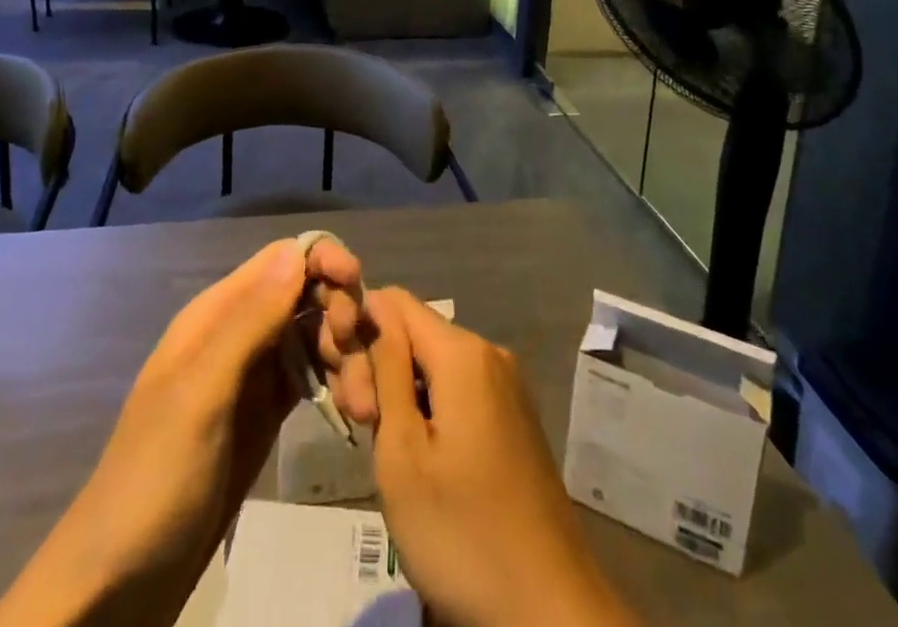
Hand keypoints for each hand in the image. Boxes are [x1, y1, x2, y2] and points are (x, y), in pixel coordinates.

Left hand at [0, 237, 365, 626]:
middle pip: (305, 294)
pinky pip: (312, 377)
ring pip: (314, 335)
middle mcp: (239, 332)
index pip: (281, 259)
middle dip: (340, 313)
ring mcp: (253, 373)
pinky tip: (355, 413)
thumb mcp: (201, 396)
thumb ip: (249, 321)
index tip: (357, 286)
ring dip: (346, 356)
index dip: (323, 261)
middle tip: (359, 360)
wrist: (120, 581)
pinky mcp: (266, 412)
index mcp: (217, 314)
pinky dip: (337, 384)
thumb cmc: (156, 479)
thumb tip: (299, 250)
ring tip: (364, 406)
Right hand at [364, 289, 639, 626]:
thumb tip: (372, 306)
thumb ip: (385, 369)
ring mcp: (505, 386)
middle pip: (414, 332)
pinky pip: (457, 388)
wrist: (551, 611)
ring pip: (433, 363)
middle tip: (361, 431)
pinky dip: (428, 409)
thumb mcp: (402, 453)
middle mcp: (488, 353)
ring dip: (400, 393)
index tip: (346, 392)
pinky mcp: (512, 418)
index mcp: (463, 351)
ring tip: (386, 453)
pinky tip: (418, 457)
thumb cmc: (463, 533)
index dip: (359, 331)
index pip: (393, 301)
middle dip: (377, 369)